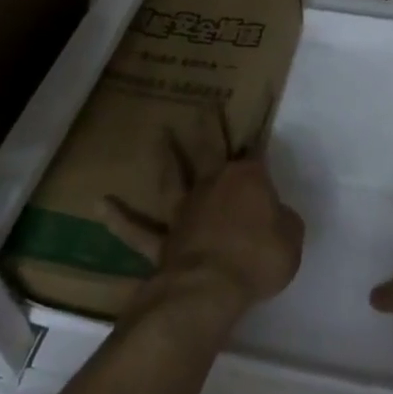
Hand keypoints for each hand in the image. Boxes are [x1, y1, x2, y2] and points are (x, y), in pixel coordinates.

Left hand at [110, 134, 304, 314]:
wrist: (209, 287)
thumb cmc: (258, 259)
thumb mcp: (291, 238)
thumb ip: (284, 222)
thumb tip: (275, 216)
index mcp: (247, 180)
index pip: (256, 153)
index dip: (258, 137)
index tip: (257, 119)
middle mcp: (212, 185)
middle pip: (209, 149)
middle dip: (208, 127)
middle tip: (203, 106)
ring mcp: (183, 211)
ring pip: (172, 178)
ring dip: (164, 157)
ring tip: (158, 135)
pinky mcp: (162, 239)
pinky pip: (138, 230)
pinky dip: (120, 218)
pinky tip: (101, 204)